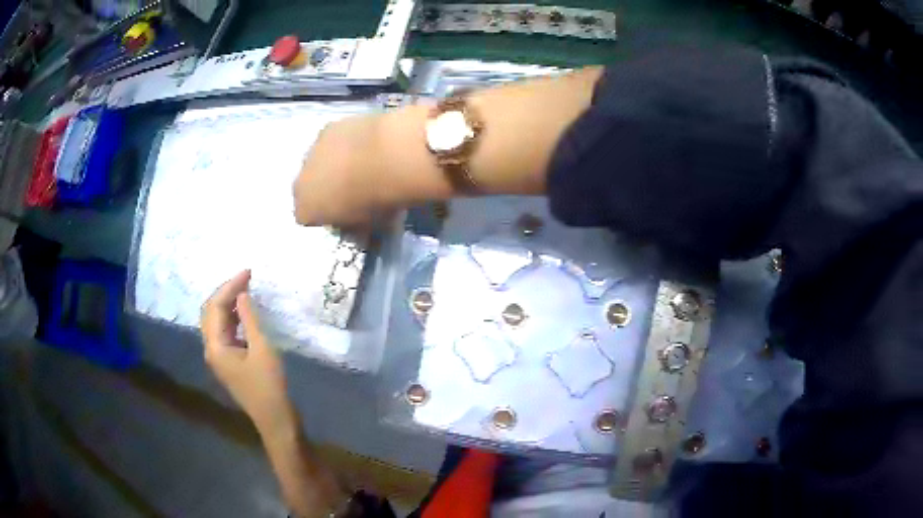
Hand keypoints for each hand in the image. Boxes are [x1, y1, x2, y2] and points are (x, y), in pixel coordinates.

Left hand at [201, 270, 293, 431]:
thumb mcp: (262, 349)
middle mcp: (211, 349)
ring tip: (245, 289)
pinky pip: (224, 332)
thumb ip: (249, 319)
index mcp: (215, 346)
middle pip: (210, 312)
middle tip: (246, 278)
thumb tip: (241, 294)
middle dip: (226, 292)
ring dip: (228, 304)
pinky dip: (232, 318)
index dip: (230, 287)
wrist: (274, 418)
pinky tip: (244, 311)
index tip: (248, 272)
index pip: (215, 307)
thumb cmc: (269, 385)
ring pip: (216, 322)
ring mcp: (218, 356)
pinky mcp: (228, 361)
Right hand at [293, 113, 394, 227]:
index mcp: (305, 210)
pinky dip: (344, 143)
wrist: (389, 157)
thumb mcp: (370, 226)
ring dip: (333, 163)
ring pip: (318, 161)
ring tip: (361, 163)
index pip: (308, 217)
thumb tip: (361, 226)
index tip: (345, 213)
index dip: (326, 215)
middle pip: (308, 187)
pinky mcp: (327, 129)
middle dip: (324, 188)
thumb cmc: (378, 200)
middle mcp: (300, 182)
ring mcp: (311, 152)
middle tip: (352, 188)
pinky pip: (332, 140)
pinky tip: (366, 143)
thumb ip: (358, 226)